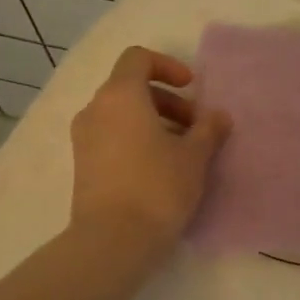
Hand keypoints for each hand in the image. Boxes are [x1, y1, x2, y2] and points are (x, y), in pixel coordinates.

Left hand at [70, 47, 228, 250]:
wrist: (113, 240)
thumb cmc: (157, 187)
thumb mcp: (194, 157)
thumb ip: (208, 129)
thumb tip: (218, 116)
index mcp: (120, 96)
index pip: (138, 58)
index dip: (167, 66)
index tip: (191, 88)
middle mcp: (95, 109)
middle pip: (130, 87)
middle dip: (167, 100)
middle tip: (195, 126)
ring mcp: (83, 138)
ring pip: (121, 115)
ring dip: (153, 122)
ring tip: (181, 150)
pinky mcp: (82, 165)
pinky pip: (111, 137)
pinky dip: (135, 139)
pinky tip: (159, 168)